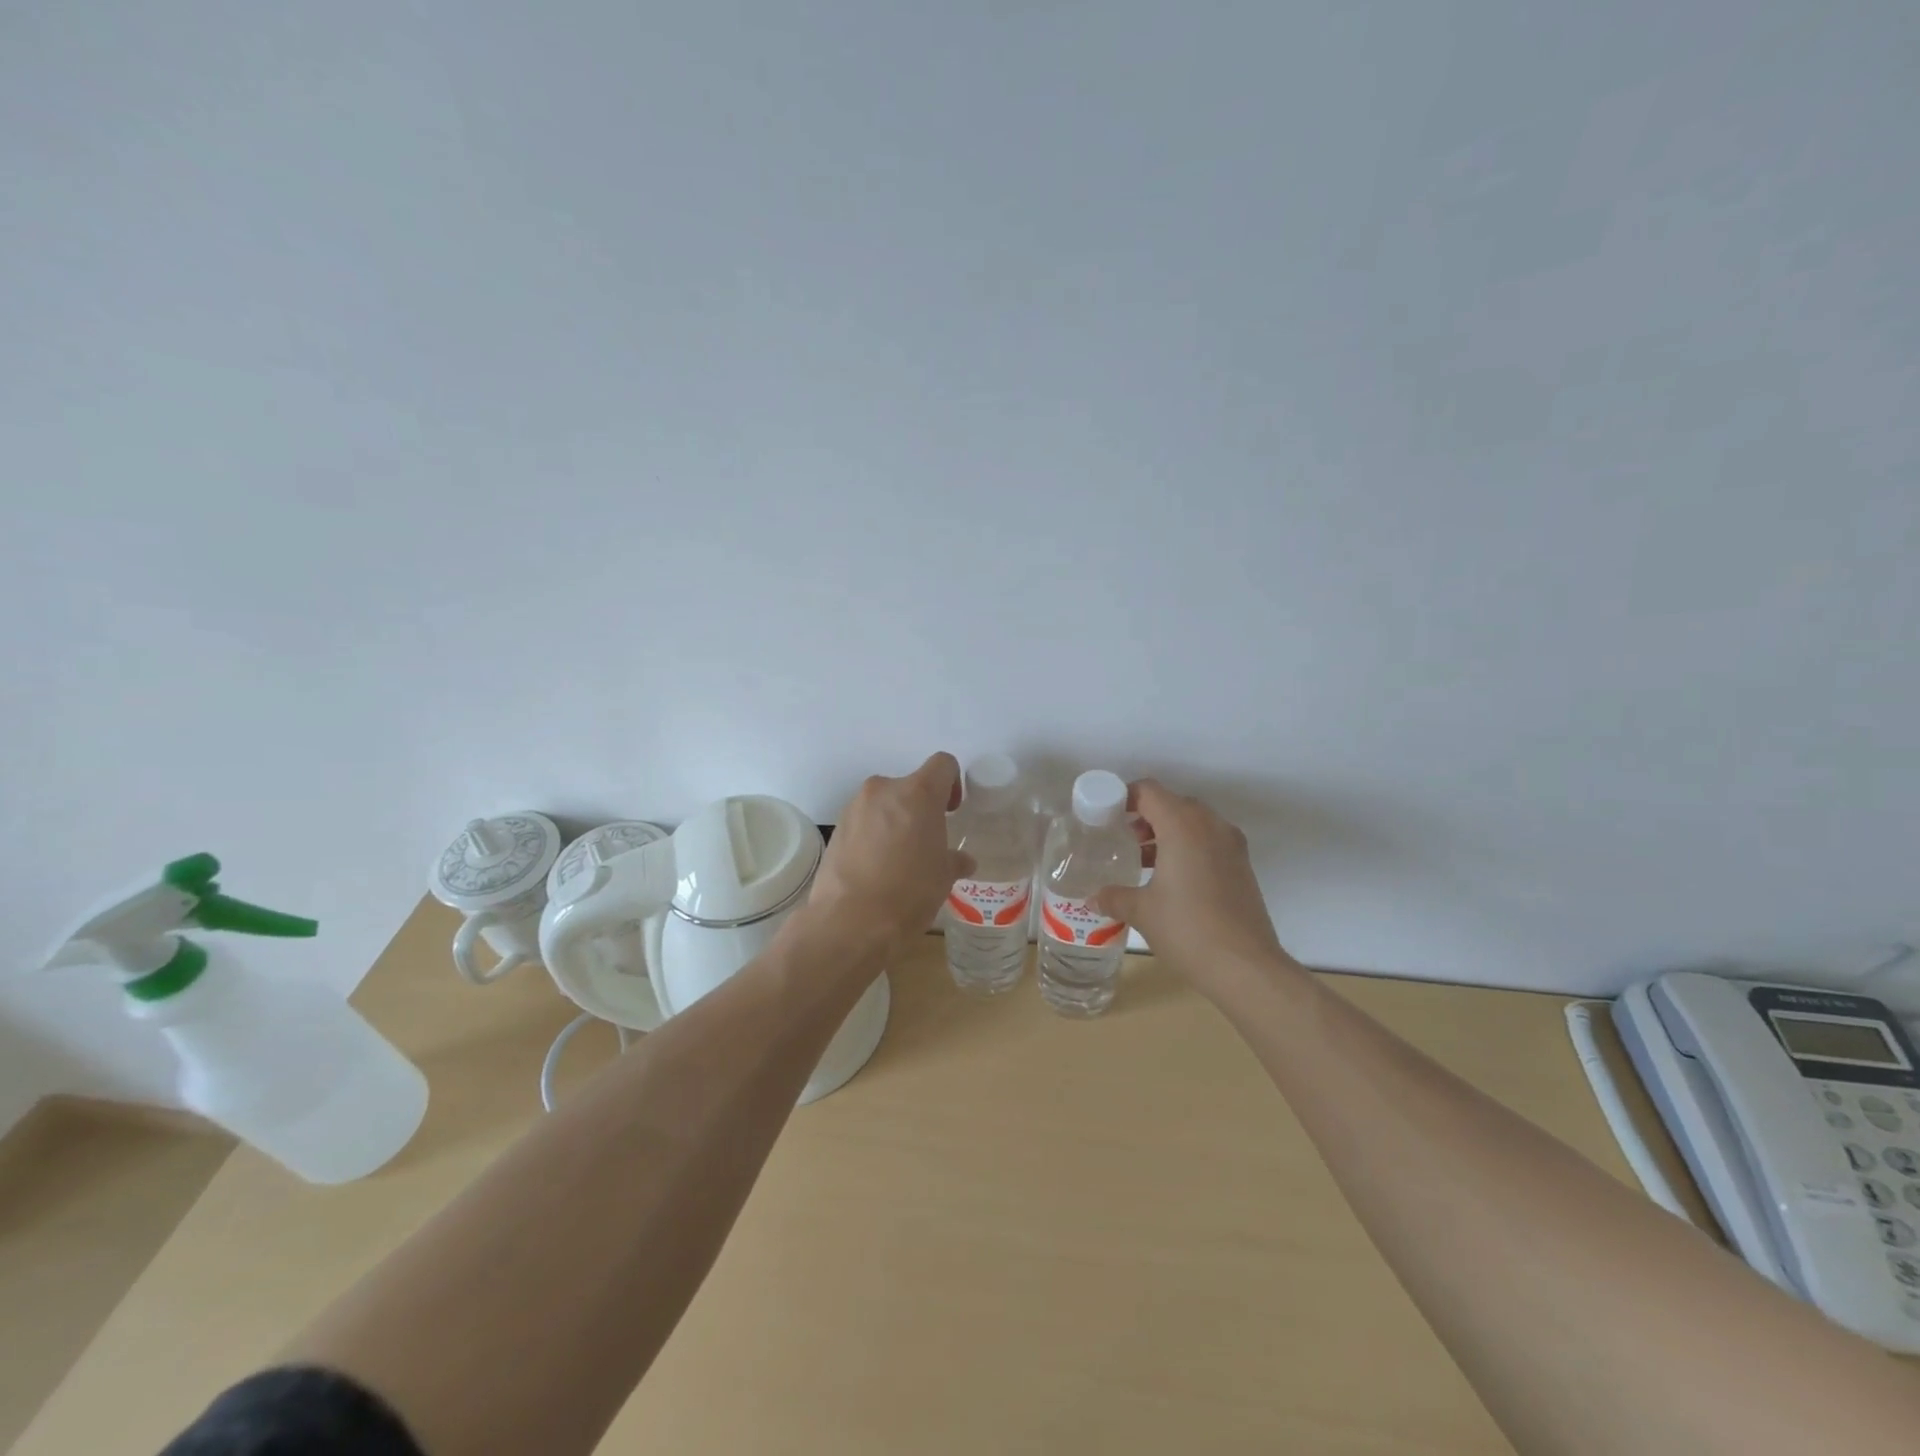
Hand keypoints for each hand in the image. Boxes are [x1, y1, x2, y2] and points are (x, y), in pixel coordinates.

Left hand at [806, 753, 973, 952]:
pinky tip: (876, 869)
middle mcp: (884, 790)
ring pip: (884, 803)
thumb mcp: (943, 877)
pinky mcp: (836, 829)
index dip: (952, 784)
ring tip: (899, 859)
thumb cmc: (909, 892)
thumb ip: (953, 859)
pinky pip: (863, 822)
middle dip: (920, 808)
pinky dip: (873, 835)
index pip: (942, 764)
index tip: (950, 812)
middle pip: (910, 786)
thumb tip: (962, 861)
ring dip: (894, 821)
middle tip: (926, 842)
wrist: (850, 922)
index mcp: (918, 793)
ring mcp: (855, 807)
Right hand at [1095, 780, 1294, 996]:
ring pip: (1194, 823)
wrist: (1246, 968)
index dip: (1124, 797)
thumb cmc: (1187, 929)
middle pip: (1173, 804)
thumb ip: (1114, 897)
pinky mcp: (1242, 866)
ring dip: (1168, 833)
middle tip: (1123, 839)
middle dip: (1146, 816)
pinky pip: (1209, 842)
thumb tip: (1093, 898)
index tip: (1106, 816)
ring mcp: (1232, 845)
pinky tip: (1171, 880)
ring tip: (1143, 861)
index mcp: (1183, 825)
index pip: (1149, 791)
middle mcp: (1210, 825)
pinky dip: (1188, 848)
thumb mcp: (1142, 911)